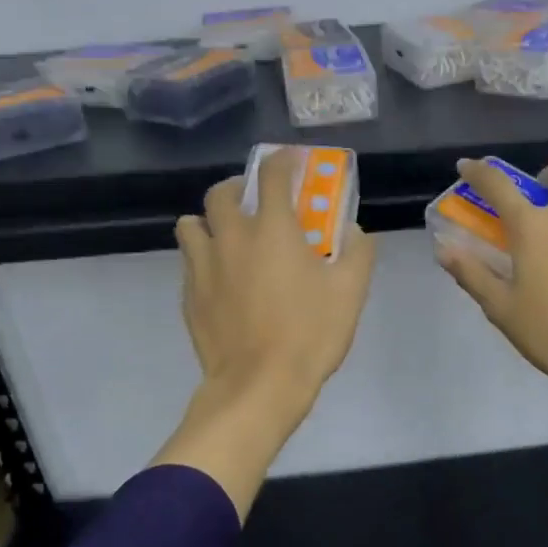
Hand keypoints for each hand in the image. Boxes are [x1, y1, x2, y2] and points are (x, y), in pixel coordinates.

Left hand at [153, 149, 375, 518]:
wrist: (258, 386)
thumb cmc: (310, 334)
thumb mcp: (351, 293)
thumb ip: (358, 253)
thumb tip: (355, 230)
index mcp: (272, 229)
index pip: (271, 175)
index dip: (282, 160)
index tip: (291, 160)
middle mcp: (230, 237)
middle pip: (219, 193)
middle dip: (237, 187)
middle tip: (254, 201)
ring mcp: (203, 266)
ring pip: (192, 225)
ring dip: (209, 222)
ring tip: (228, 238)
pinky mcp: (188, 296)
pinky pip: (189, 262)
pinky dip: (204, 258)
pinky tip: (221, 279)